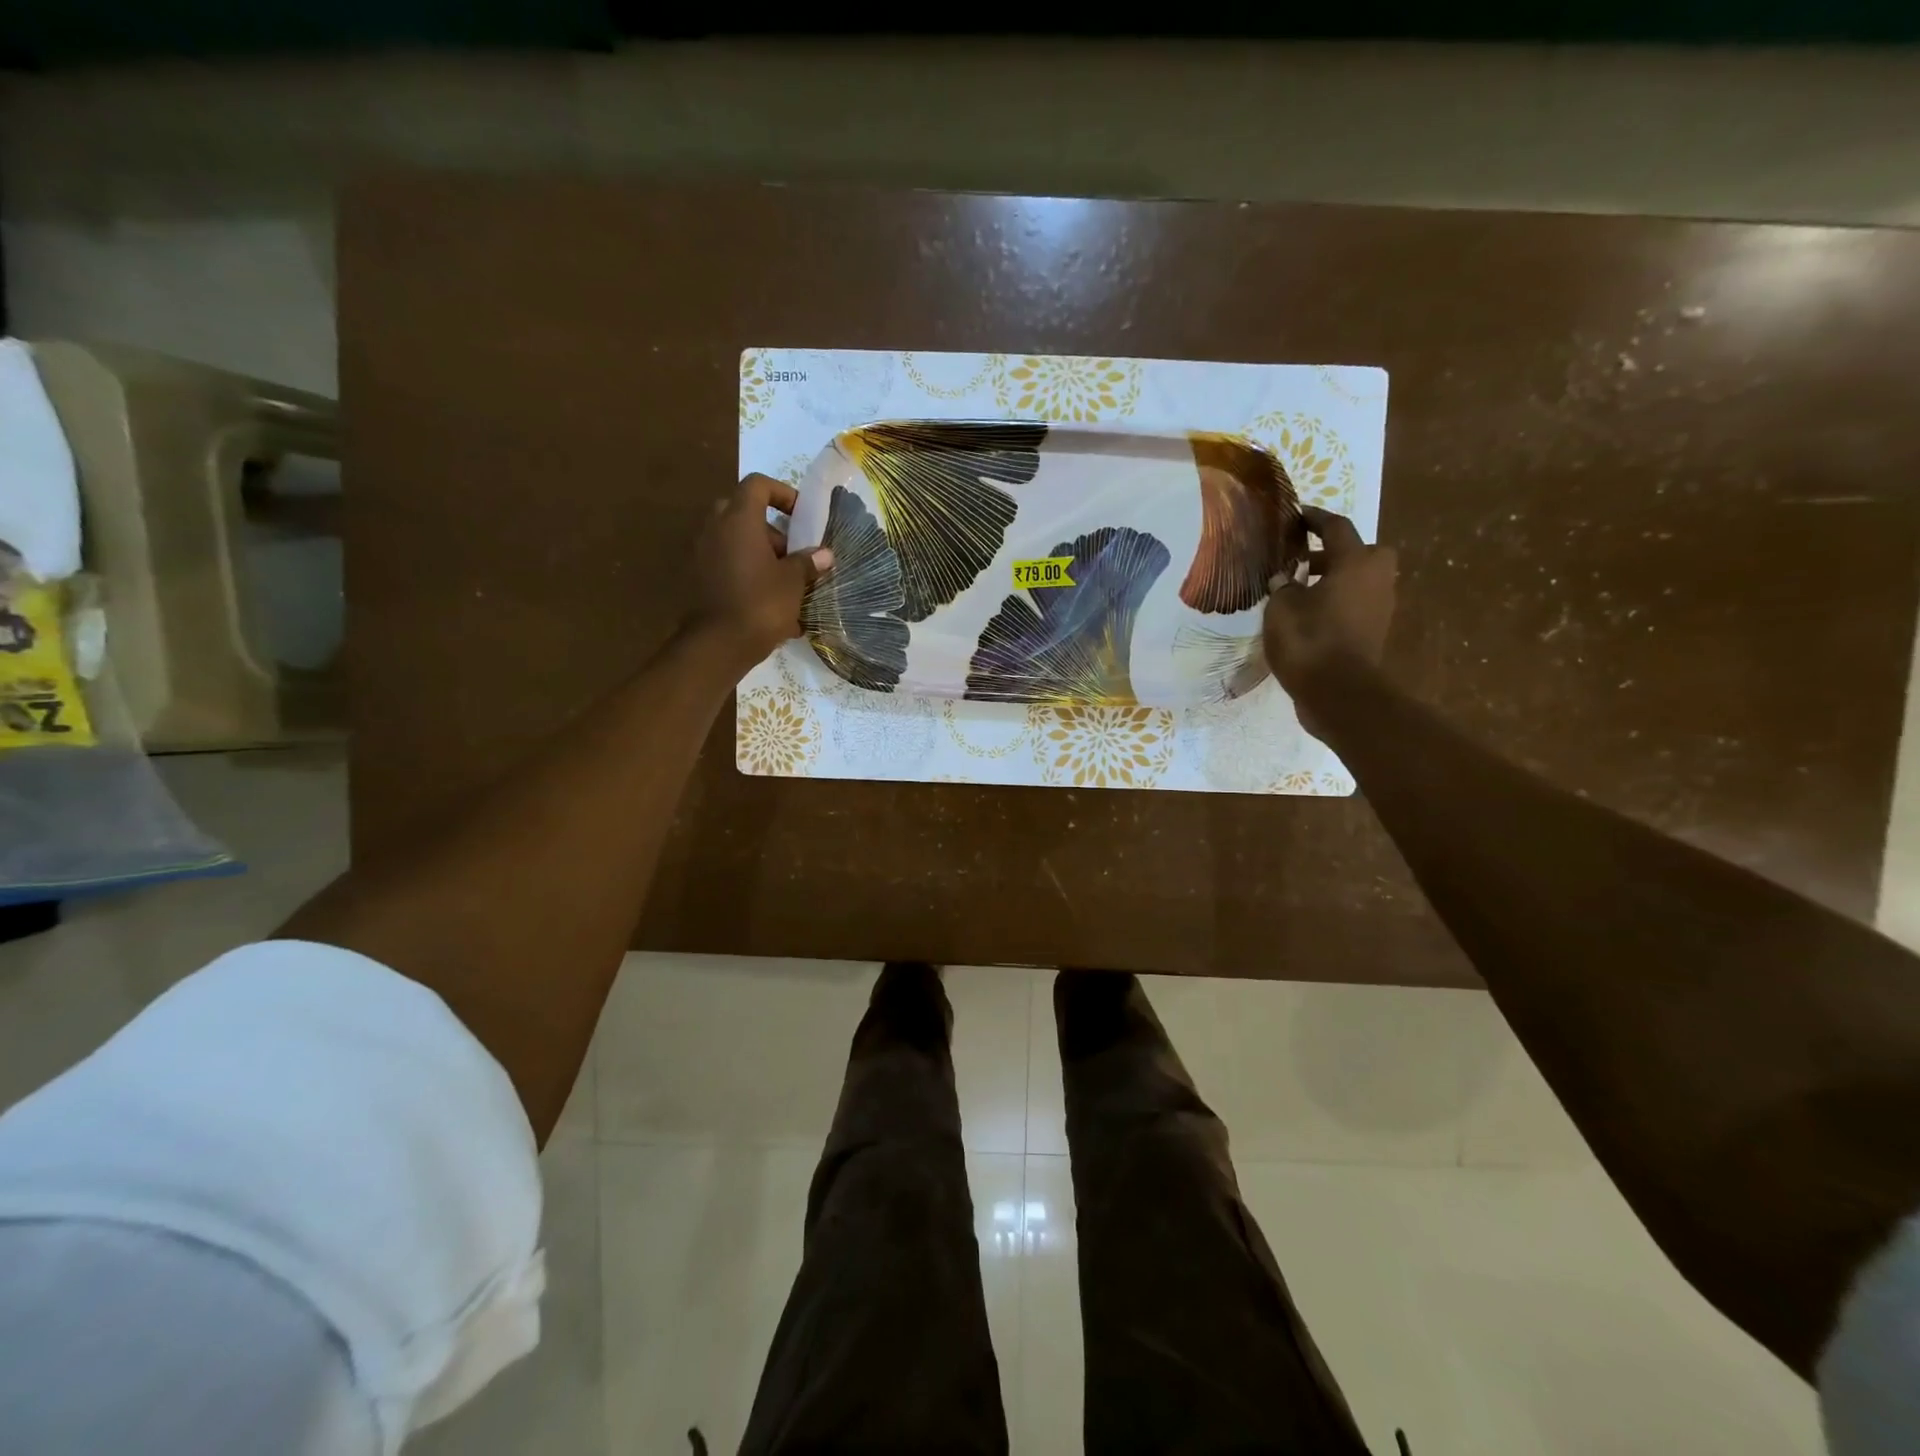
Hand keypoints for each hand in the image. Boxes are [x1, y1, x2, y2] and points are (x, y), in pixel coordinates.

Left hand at [687, 473, 833, 665]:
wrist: (717, 645)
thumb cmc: (760, 604)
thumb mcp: (793, 583)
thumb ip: (808, 563)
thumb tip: (824, 555)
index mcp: (739, 519)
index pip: (758, 485)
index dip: (783, 493)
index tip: (802, 516)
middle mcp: (715, 529)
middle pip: (744, 513)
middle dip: (772, 530)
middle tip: (792, 553)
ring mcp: (702, 553)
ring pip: (735, 540)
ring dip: (760, 554)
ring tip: (786, 584)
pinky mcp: (697, 578)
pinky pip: (726, 564)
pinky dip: (746, 573)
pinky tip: (769, 603)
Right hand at [1263, 506, 1396, 737]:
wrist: (1338, 693)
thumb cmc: (1309, 640)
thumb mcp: (1282, 607)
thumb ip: (1283, 586)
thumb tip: (1284, 579)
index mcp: (1355, 562)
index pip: (1336, 528)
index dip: (1314, 519)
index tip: (1297, 515)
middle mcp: (1375, 578)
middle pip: (1360, 552)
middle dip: (1335, 552)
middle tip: (1304, 559)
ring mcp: (1379, 607)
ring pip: (1358, 580)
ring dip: (1334, 579)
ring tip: (1299, 589)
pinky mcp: (1373, 632)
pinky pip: (1354, 604)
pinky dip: (1335, 602)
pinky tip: (1308, 615)